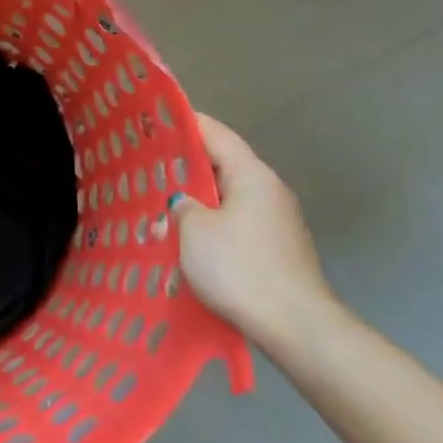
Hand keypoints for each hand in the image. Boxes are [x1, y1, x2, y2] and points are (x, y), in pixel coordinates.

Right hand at [171, 113, 340, 354]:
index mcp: (253, 176)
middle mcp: (269, 192)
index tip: (157, 116)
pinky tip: (184, 236)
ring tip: (158, 200)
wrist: (295, 326)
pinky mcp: (275, 251)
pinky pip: (234, 224)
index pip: (217, 135)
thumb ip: (182, 206)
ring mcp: (276, 223)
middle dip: (186, 163)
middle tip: (147, 161)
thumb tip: (183, 203)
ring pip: (227, 197)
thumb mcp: (194, 230)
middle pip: (223, 165)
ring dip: (196, 198)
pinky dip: (209, 223)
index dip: (187, 123)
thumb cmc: (240, 268)